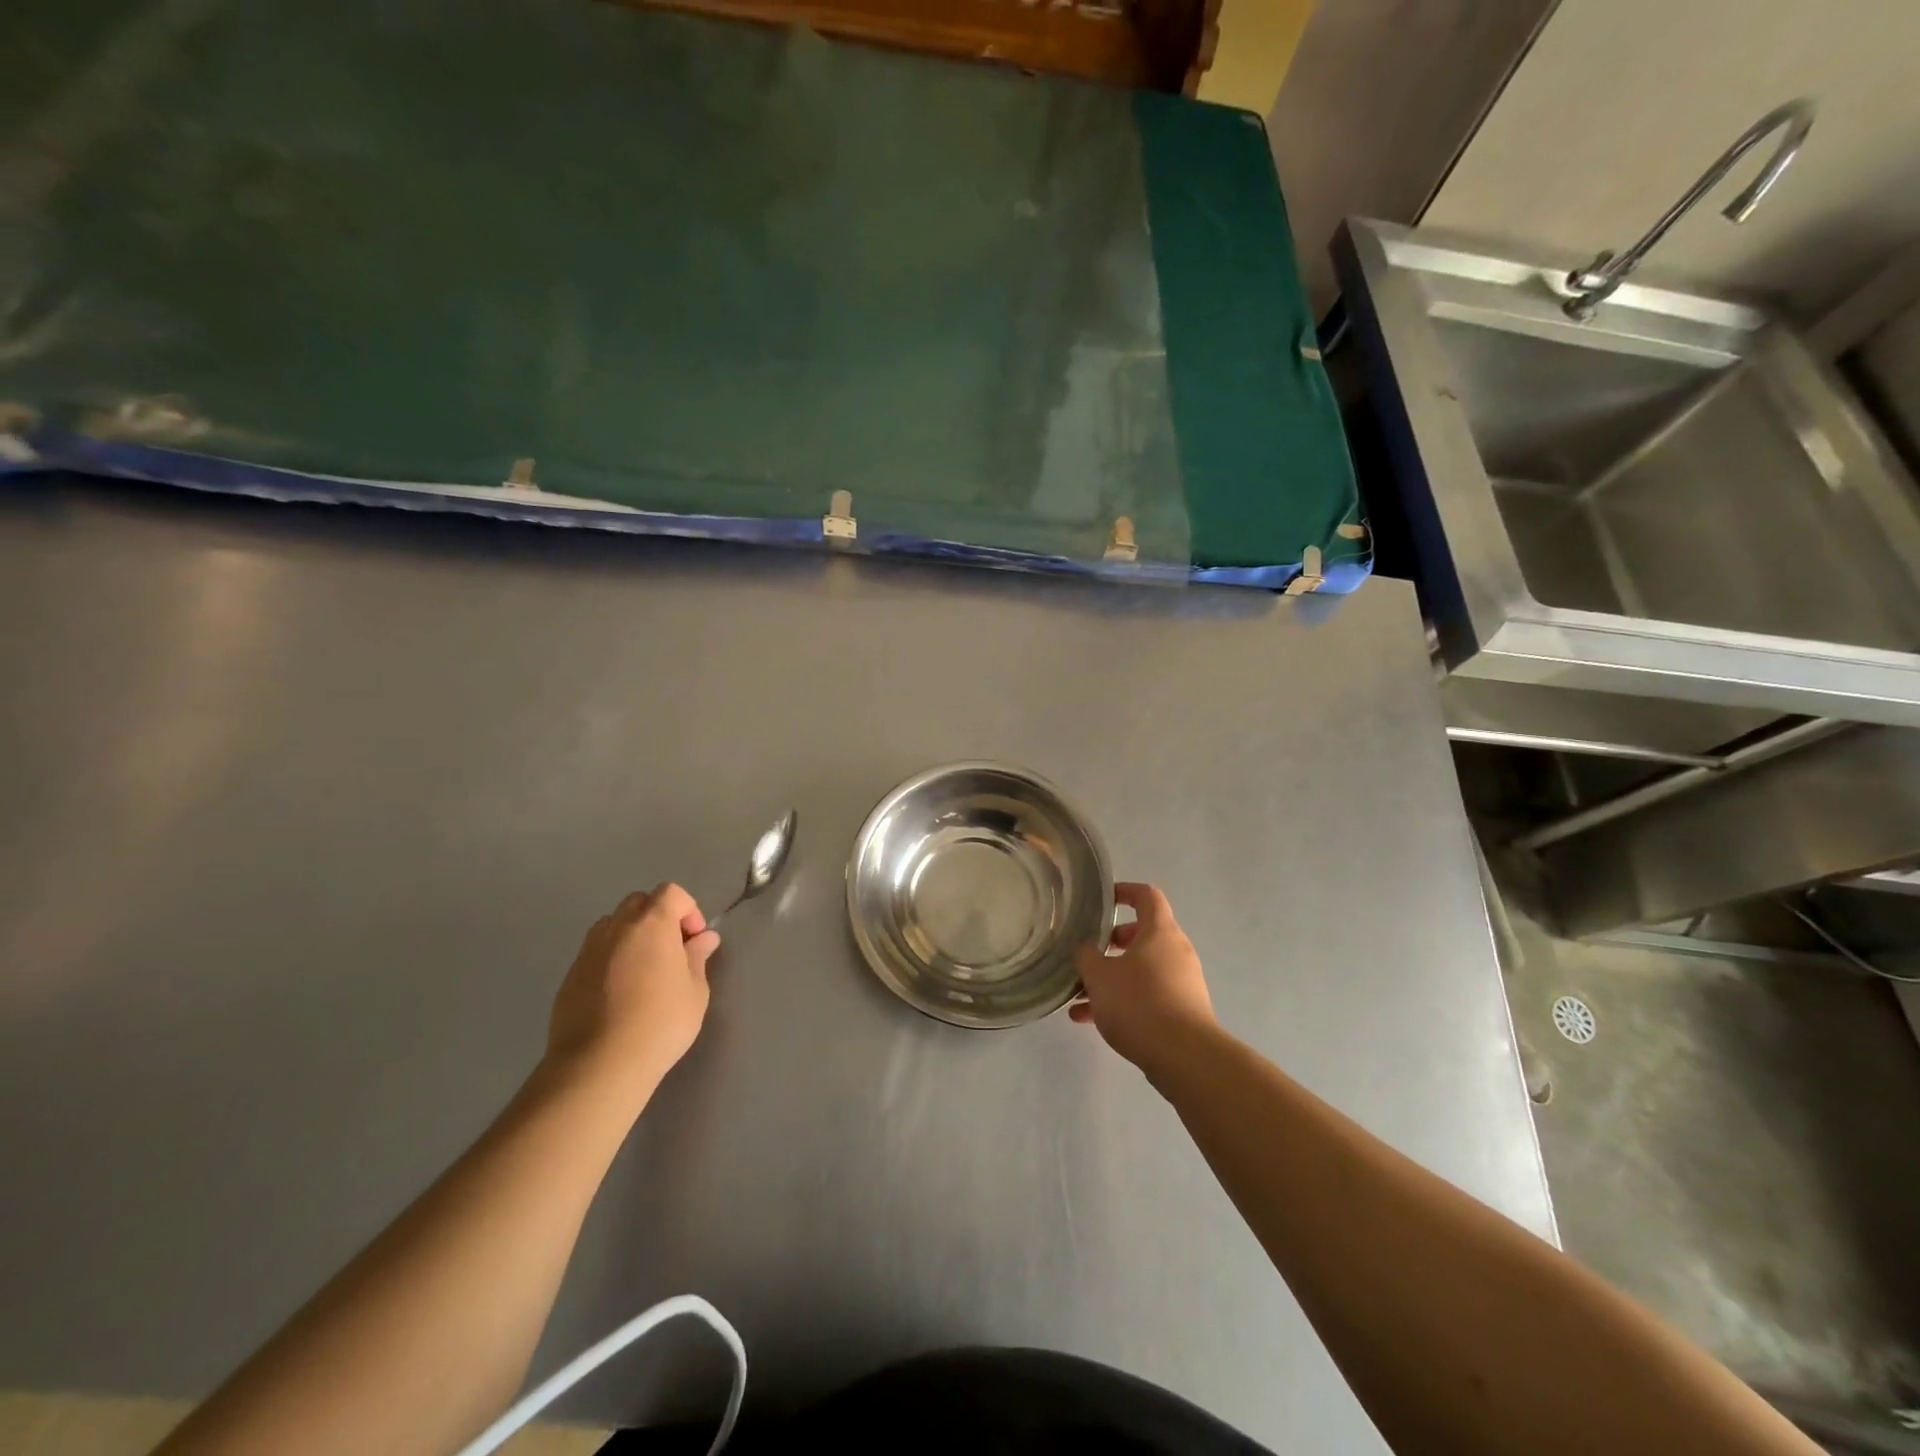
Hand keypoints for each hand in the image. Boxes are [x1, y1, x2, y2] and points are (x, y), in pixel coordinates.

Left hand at [546, 883, 719, 1097]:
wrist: (599, 1065)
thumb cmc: (660, 1023)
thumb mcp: (695, 991)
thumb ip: (698, 957)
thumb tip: (704, 938)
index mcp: (652, 923)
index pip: (671, 892)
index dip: (688, 910)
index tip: (694, 941)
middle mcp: (617, 928)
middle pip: (638, 902)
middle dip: (658, 918)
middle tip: (671, 952)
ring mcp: (588, 951)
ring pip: (612, 925)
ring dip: (631, 935)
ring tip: (643, 970)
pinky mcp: (569, 977)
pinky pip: (595, 953)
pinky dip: (610, 959)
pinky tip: (619, 994)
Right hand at [1070, 882, 1216, 1077]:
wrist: (1185, 1057)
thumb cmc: (1139, 1003)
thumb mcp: (1099, 976)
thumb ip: (1086, 956)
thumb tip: (1086, 948)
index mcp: (1159, 931)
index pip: (1147, 896)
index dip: (1125, 892)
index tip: (1103, 901)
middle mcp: (1176, 951)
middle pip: (1142, 935)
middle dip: (1111, 944)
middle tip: (1087, 955)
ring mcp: (1182, 982)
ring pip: (1141, 970)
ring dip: (1111, 979)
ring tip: (1078, 997)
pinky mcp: (1183, 1011)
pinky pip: (1147, 996)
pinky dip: (1123, 1002)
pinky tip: (1091, 1021)